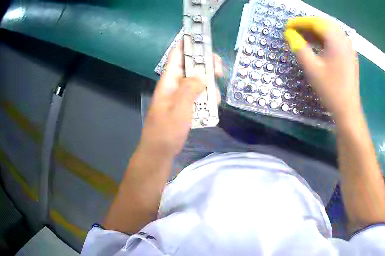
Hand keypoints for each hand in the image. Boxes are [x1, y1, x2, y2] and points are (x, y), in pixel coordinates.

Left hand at [140, 41, 222, 155]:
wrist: (159, 152)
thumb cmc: (166, 131)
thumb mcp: (179, 108)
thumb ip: (190, 89)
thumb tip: (202, 75)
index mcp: (169, 80)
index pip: (177, 54)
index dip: (188, 43)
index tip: (203, 38)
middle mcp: (174, 84)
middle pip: (191, 66)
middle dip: (206, 65)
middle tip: (219, 71)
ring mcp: (180, 95)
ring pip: (197, 80)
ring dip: (208, 84)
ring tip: (216, 96)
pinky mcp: (184, 106)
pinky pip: (198, 95)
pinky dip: (207, 97)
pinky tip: (213, 106)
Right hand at [284, 17, 360, 122]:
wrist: (347, 109)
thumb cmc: (330, 89)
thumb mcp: (311, 68)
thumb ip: (299, 48)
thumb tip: (289, 35)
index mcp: (337, 42)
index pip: (317, 23)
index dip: (301, 22)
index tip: (287, 26)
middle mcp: (345, 42)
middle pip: (325, 25)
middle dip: (308, 25)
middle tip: (294, 30)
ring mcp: (349, 49)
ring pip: (331, 32)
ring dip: (315, 32)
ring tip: (301, 36)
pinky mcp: (349, 57)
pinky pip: (335, 41)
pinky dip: (323, 39)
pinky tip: (315, 45)